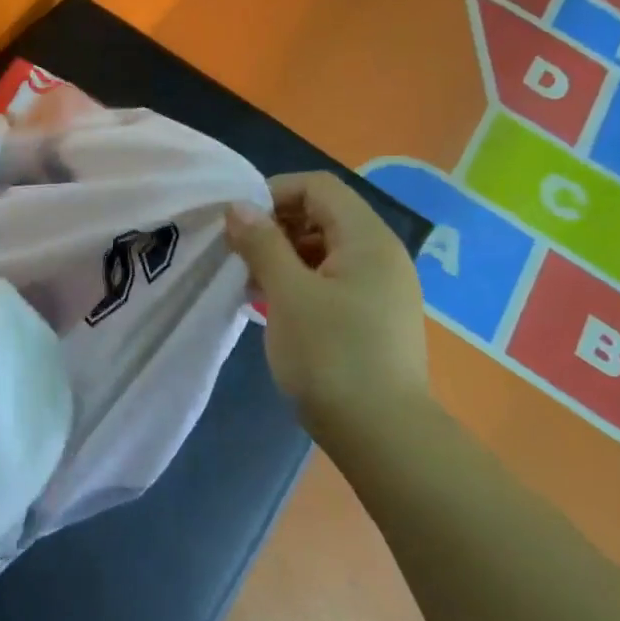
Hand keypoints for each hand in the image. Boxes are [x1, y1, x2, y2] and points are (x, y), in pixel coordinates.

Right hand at [226, 171, 433, 441]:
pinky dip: (300, 282)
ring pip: (325, 250)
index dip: (273, 193)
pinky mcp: (375, 316)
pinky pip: (333, 280)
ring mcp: (382, 287)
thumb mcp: (288, 294)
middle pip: (323, 215)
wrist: (382, 434)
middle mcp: (381, 254)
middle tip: (238, 254)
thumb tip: (239, 206)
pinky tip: (273, 306)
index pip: (318, 187)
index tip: (237, 222)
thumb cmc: (331, 355)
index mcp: (367, 238)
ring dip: (284, 256)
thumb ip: (262, 243)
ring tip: (249, 283)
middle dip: (275, 226)